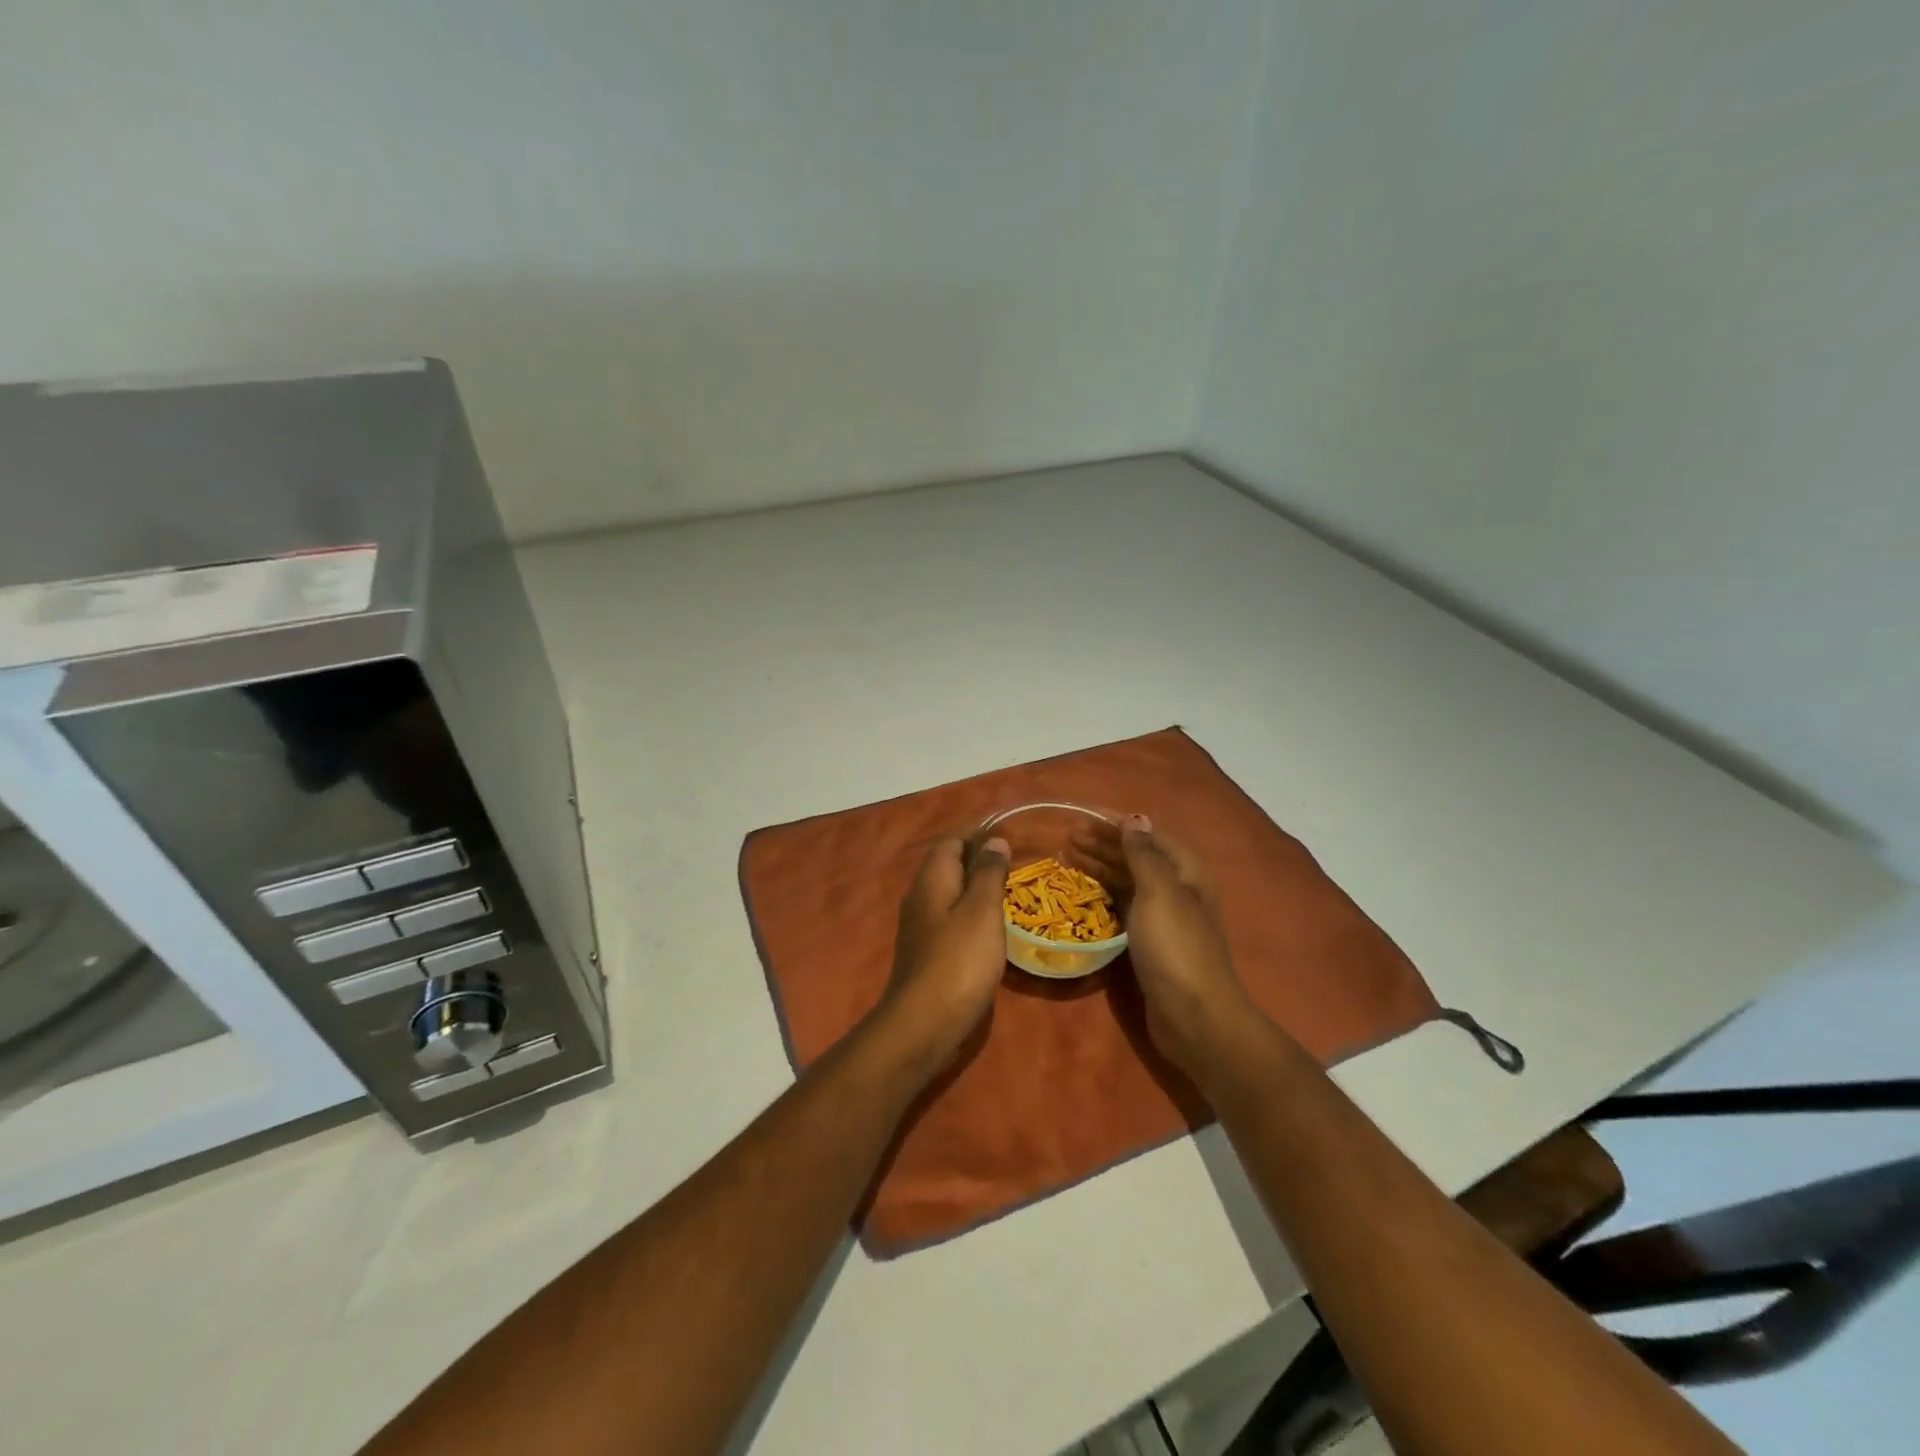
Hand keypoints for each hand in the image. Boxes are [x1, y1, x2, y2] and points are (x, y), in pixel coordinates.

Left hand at [871, 833, 1011, 1076]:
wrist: (925, 1023)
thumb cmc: (959, 961)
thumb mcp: (982, 911)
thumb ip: (989, 873)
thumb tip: (994, 840)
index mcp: (932, 880)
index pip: (951, 841)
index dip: (977, 831)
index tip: (1008, 830)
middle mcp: (920, 897)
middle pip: (948, 865)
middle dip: (978, 858)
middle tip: (1015, 860)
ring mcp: (921, 926)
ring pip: (950, 892)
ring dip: (976, 886)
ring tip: (1009, 888)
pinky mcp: (927, 951)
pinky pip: (951, 917)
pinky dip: (972, 912)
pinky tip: (992, 925)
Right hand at [1082, 815, 1255, 1076]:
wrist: (1194, 1016)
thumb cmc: (1175, 947)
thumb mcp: (1159, 892)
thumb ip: (1144, 854)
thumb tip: (1135, 818)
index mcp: (1185, 871)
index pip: (1148, 834)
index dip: (1116, 823)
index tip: (1082, 816)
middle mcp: (1177, 888)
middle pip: (1137, 856)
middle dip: (1103, 844)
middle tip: (1067, 838)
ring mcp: (1164, 917)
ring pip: (1128, 880)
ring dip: (1100, 866)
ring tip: (1067, 857)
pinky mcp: (1150, 941)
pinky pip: (1123, 905)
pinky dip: (1103, 893)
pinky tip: (1084, 892)